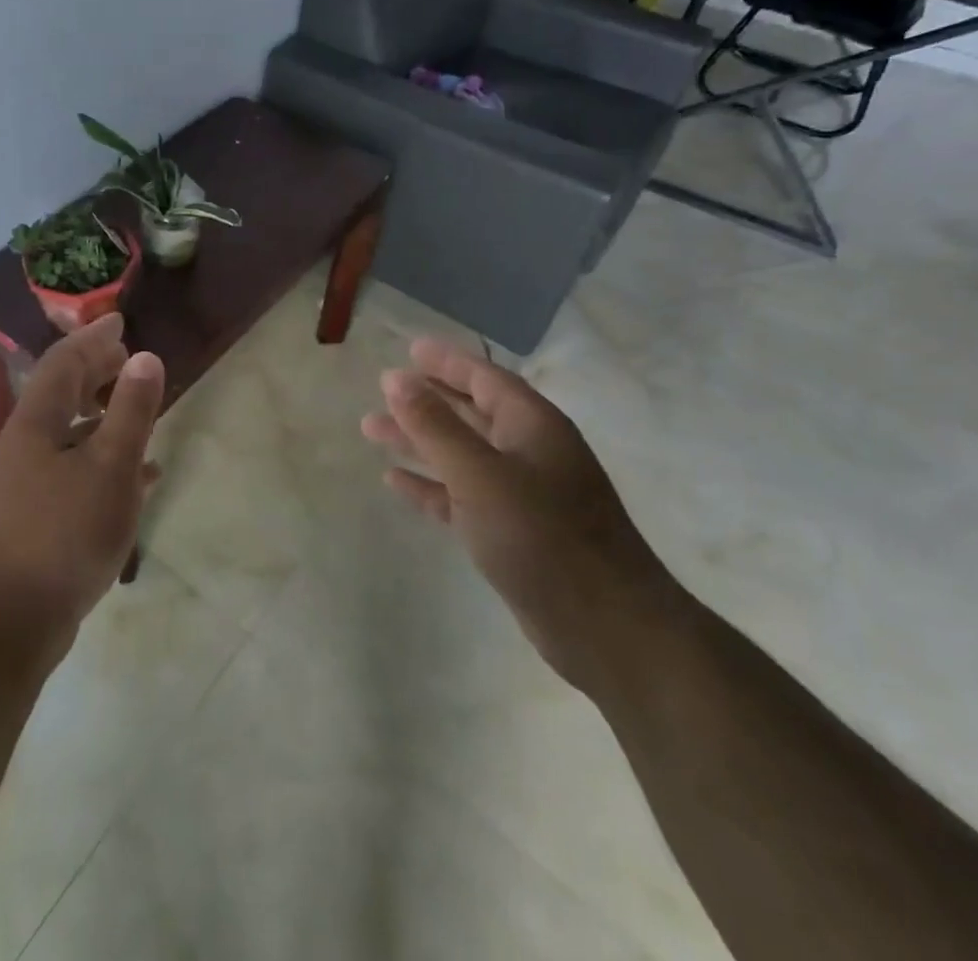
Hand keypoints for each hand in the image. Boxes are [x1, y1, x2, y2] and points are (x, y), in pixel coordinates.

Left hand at [0, 314, 164, 641]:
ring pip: (69, 430)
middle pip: (62, 392)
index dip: (93, 338)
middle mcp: (26, 442)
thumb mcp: (111, 466)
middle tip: (128, 359)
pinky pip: (75, 467)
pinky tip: (138, 476)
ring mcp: (28, 480)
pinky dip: (104, 457)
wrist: (12, 619)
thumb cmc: (66, 533)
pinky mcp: (36, 513)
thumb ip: (131, 410)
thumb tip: (146, 357)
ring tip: (137, 408)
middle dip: (96, 371)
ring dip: (102, 413)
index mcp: (37, 421)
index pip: (64, 362)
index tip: (120, 322)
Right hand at [362, 337, 685, 698]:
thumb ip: (434, 426)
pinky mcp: (511, 532)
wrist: (606, 628)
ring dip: (418, 440)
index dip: (446, 361)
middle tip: (383, 388)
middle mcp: (529, 452)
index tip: (409, 349)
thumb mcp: (480, 474)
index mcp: (532, 425)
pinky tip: (395, 480)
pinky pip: (460, 495)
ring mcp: (522, 494)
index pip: (484, 377)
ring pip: (460, 454)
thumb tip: (395, 378)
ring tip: (371, 429)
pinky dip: (430, 485)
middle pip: (469, 413)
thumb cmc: (542, 536)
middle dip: (426, 400)